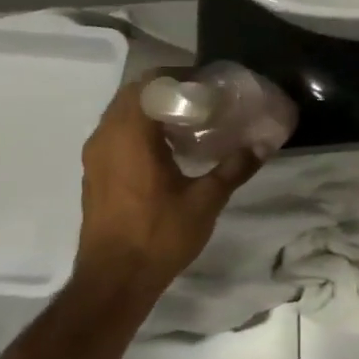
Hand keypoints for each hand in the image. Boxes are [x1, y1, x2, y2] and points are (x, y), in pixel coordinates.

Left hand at [72, 75, 267, 298]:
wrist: (113, 280)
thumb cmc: (159, 236)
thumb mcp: (206, 201)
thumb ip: (234, 167)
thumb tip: (263, 145)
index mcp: (131, 136)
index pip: (150, 84)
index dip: (180, 77)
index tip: (209, 85)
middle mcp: (106, 137)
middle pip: (134, 94)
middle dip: (168, 89)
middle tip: (203, 99)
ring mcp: (96, 155)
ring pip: (122, 113)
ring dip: (152, 108)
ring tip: (189, 120)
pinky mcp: (95, 172)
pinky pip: (116, 133)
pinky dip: (140, 128)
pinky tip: (169, 147)